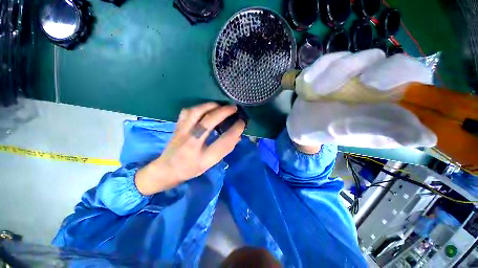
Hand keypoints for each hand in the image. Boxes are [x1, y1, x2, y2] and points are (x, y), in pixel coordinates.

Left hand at [135, 103, 245, 194]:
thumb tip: (237, 135)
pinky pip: (187, 112)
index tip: (242, 123)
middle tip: (234, 108)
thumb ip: (225, 149)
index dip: (236, 130)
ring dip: (211, 106)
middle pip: (209, 122)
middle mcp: (192, 144)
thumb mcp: (211, 163)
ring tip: (221, 106)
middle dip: (224, 112)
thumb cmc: (191, 169)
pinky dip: (199, 107)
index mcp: (203, 158)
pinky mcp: (177, 127)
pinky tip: (205, 108)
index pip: (224, 142)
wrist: (167, 169)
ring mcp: (182, 133)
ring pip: (196, 112)